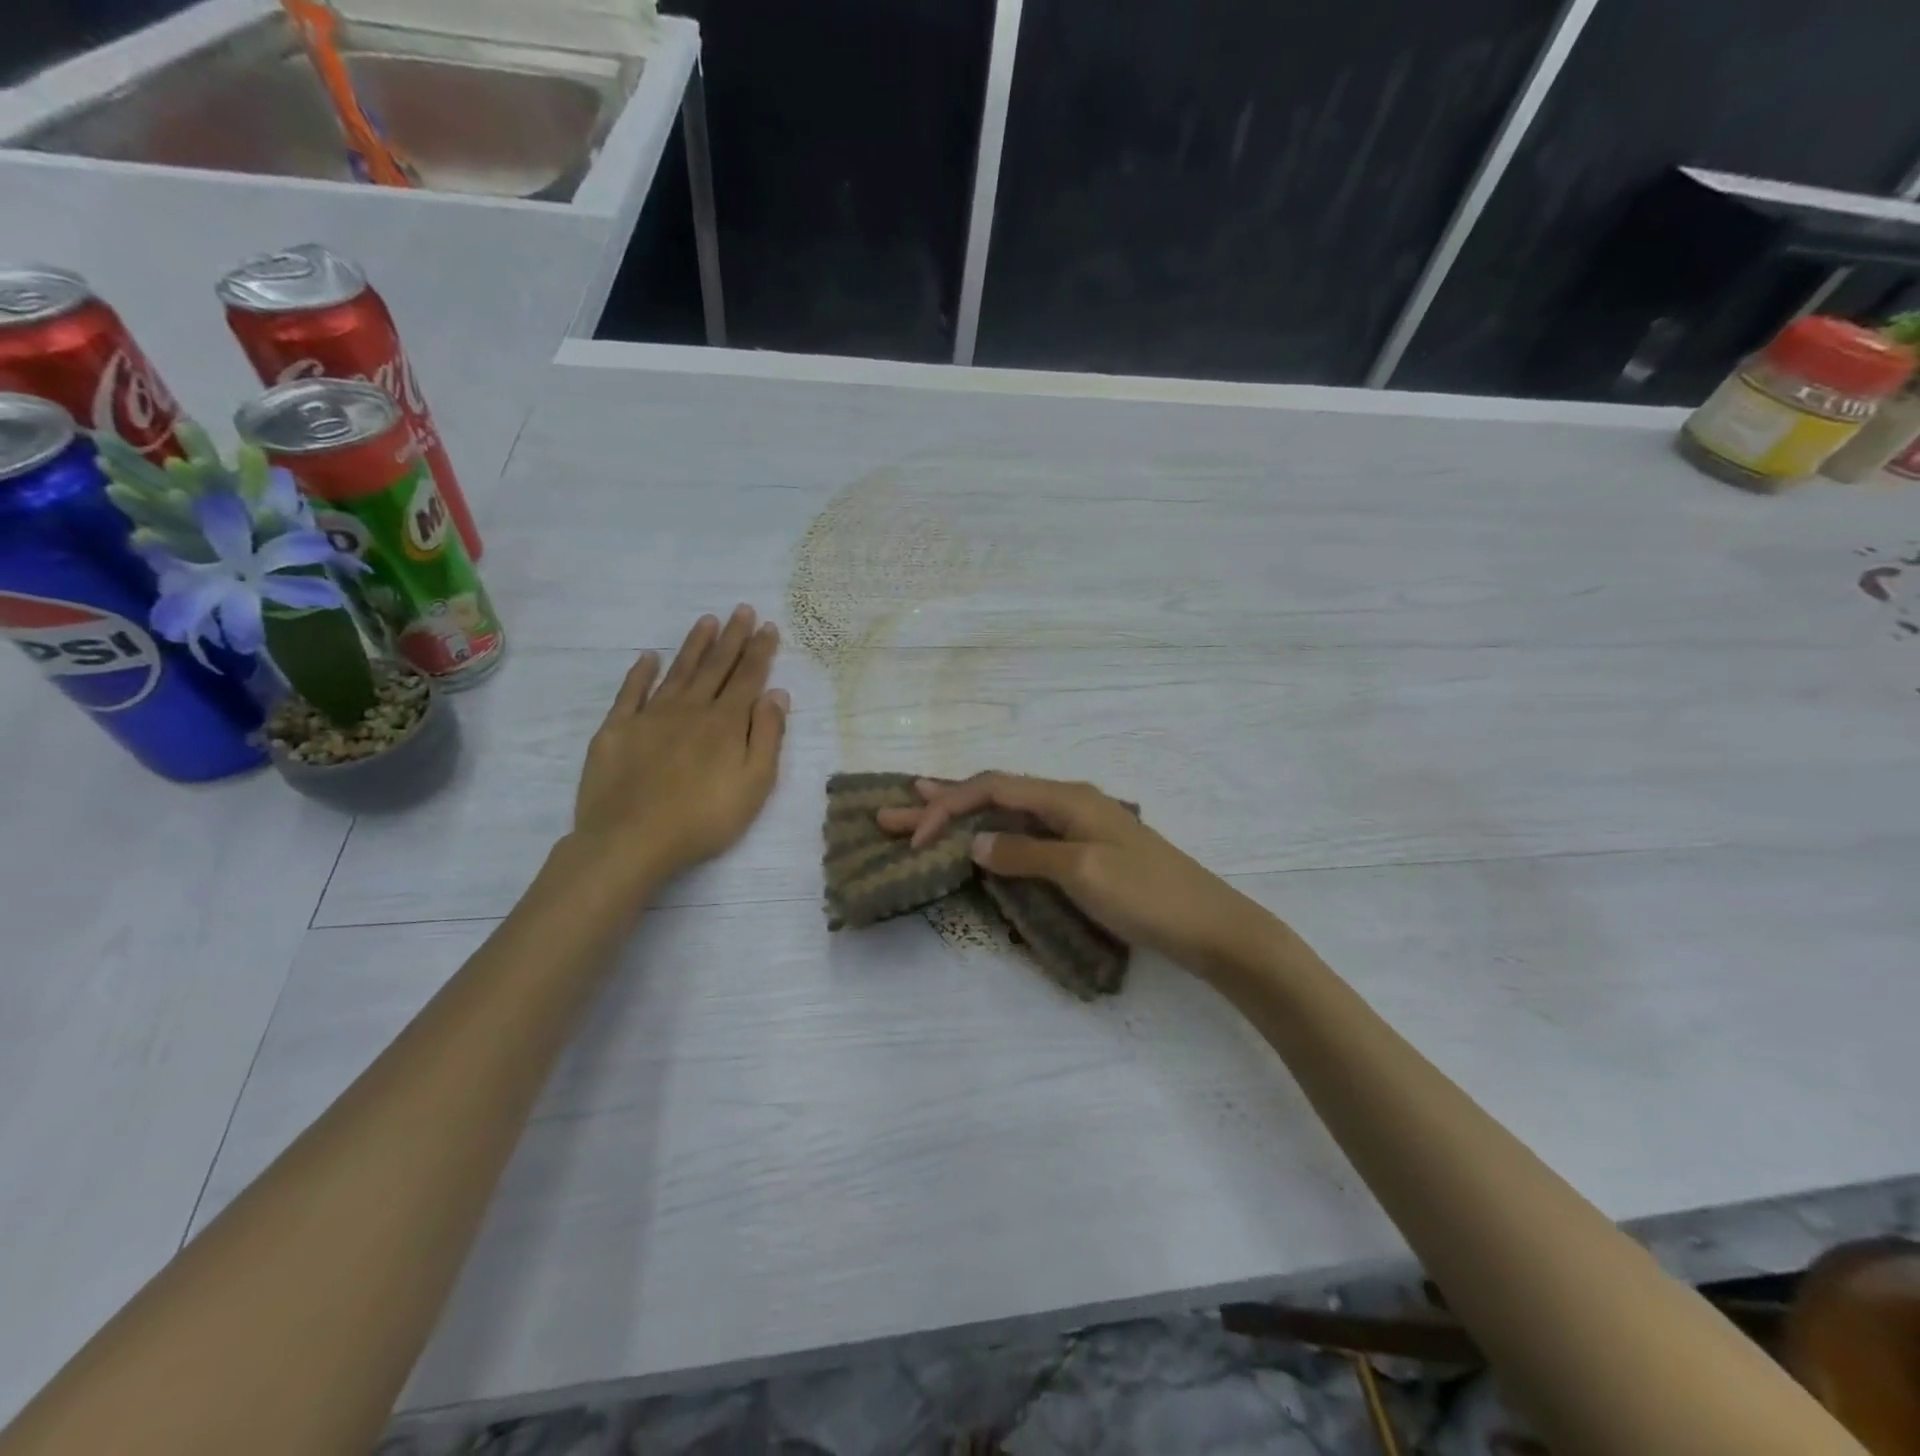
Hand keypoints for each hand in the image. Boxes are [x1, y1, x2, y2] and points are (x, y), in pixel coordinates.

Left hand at [572, 605, 788, 882]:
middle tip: (742, 609)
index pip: (748, 678)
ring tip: (707, 620)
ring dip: (694, 645)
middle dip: (732, 637)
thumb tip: (776, 693)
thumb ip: (768, 736)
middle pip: (715, 666)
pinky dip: (641, 672)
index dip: (760, 651)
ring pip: (678, 671)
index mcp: (726, 722)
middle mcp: (691, 709)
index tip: (768, 626)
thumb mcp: (755, 784)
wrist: (631, 839)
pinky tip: (649, 657)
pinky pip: (631, 692)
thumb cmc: (704, 818)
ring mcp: (651, 716)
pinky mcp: (617, 729)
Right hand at [877, 772, 1278, 979]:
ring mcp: (1077, 827)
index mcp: (1066, 797)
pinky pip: (1026, 833)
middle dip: (942, 801)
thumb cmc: (1148, 895)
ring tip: (922, 811)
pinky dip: (993, 832)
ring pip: (1007, 811)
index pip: (992, 788)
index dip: (948, 807)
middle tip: (892, 809)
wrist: (1211, 927)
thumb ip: (1025, 853)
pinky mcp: (1084, 852)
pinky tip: (980, 837)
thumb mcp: (1082, 872)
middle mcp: (1068, 802)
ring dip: (964, 814)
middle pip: (994, 793)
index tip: (913, 837)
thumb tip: (975, 841)